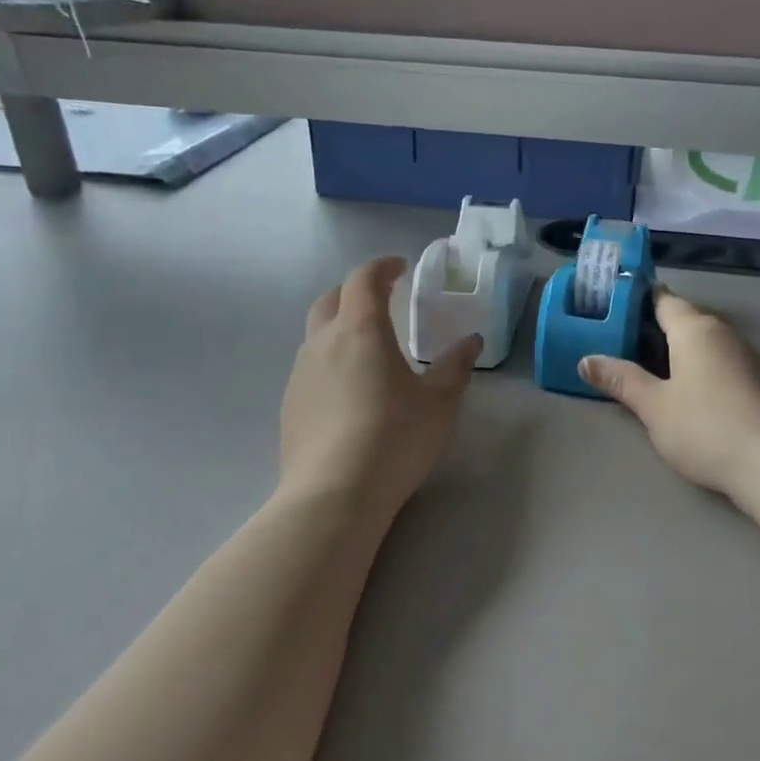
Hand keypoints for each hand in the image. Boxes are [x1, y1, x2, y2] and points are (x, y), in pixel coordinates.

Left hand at [280, 256, 482, 513]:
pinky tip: (347, 394)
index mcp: (360, 330)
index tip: (400, 267)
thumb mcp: (439, 403)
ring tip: (366, 351)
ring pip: (315, 336)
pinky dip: (328, 365)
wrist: (335, 493)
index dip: (382, 267)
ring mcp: (299, 375)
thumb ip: (455, 367)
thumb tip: (471, 342)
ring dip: (339, 330)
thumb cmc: (396, 437)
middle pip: (330, 300)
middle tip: (380, 303)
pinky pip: (309, 371)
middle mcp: (322, 343)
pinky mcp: (289, 407)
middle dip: (354, 293)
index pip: (363, 280)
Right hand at [580, 290, 759, 502]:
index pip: (662, 299)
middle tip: (613, 340)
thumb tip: (586, 360)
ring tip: (639, 365)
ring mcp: (743, 356)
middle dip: (649, 326)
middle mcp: (721, 332)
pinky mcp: (755, 380)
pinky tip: (678, 387)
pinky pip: (715, 359)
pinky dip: (692, 364)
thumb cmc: (706, 428)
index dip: (634, 299)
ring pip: (699, 340)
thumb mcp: (654, 406)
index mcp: (694, 328)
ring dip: (672, 348)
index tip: (607, 306)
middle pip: (681, 318)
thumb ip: (621, 380)